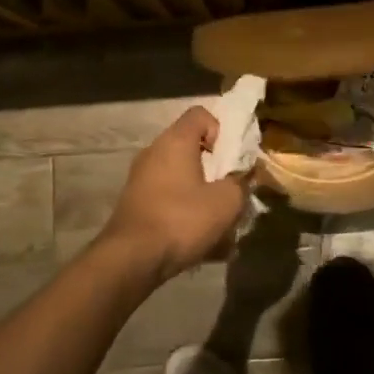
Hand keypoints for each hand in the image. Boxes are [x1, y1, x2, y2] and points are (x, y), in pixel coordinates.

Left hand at [100, 107, 249, 285]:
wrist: (132, 259)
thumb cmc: (182, 220)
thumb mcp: (227, 202)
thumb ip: (241, 182)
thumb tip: (241, 178)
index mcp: (175, 141)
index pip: (201, 114)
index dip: (222, 129)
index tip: (231, 157)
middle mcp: (154, 152)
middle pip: (191, 146)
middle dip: (215, 166)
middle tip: (230, 189)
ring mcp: (140, 178)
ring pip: (180, 175)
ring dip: (201, 191)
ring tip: (217, 220)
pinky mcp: (135, 203)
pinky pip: (168, 197)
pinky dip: (184, 209)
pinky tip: (198, 238)